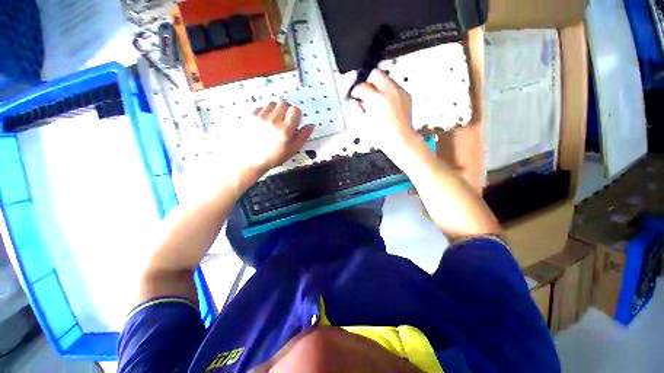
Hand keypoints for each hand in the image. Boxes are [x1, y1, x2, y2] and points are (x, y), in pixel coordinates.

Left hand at [248, 101, 313, 173]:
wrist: (251, 160)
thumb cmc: (273, 157)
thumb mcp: (293, 150)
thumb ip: (303, 136)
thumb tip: (310, 126)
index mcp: (286, 129)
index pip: (295, 110)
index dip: (296, 114)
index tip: (295, 120)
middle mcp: (274, 120)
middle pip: (284, 103)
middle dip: (287, 110)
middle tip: (285, 120)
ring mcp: (261, 117)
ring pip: (272, 104)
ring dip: (276, 110)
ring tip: (274, 121)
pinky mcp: (251, 116)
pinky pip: (261, 107)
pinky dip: (265, 112)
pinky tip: (265, 122)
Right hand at [350, 69, 418, 157]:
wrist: (400, 139)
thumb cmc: (382, 135)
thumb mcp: (363, 123)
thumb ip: (357, 109)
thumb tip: (355, 102)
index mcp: (375, 98)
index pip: (362, 86)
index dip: (356, 90)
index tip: (355, 95)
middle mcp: (389, 91)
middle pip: (375, 73)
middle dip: (367, 80)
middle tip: (364, 90)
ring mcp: (399, 92)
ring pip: (386, 78)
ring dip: (378, 85)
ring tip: (375, 99)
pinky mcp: (406, 95)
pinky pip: (395, 87)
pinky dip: (388, 91)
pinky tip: (385, 103)